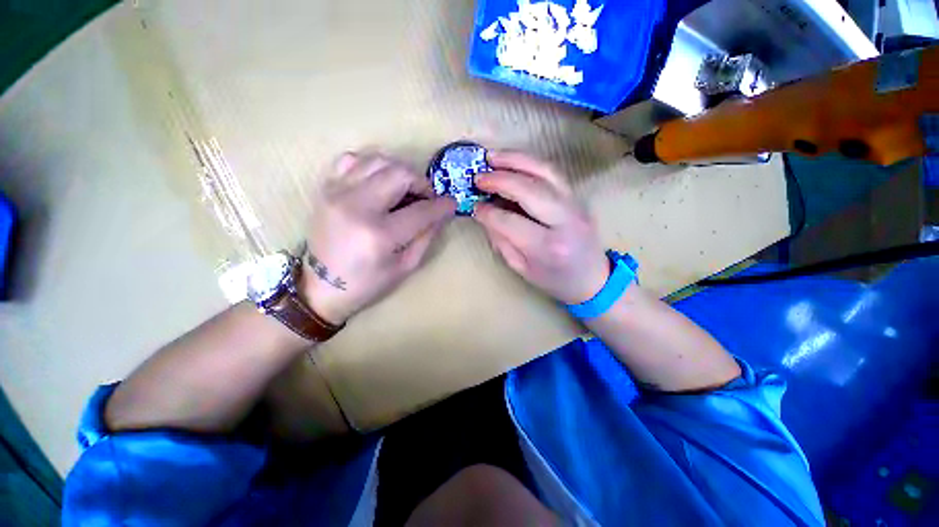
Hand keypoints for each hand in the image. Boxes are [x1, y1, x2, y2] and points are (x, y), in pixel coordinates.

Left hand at [301, 153, 456, 323]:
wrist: (321, 287)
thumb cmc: (368, 283)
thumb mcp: (406, 266)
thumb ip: (426, 236)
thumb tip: (441, 213)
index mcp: (379, 234)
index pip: (421, 210)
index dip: (442, 205)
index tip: (451, 204)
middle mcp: (357, 206)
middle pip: (400, 173)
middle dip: (421, 183)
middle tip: (426, 198)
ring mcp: (337, 193)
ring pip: (378, 161)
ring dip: (399, 172)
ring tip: (404, 190)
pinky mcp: (325, 189)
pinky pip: (352, 160)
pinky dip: (371, 166)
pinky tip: (378, 182)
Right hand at [473, 151, 608, 304]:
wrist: (593, 277)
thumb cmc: (554, 279)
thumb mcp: (521, 268)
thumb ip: (501, 241)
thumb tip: (485, 214)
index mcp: (547, 247)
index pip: (510, 222)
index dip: (488, 213)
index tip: (474, 207)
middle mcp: (564, 220)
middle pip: (530, 189)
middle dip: (500, 179)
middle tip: (478, 176)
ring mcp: (575, 203)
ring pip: (544, 171)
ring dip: (515, 160)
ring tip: (492, 157)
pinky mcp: (577, 195)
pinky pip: (552, 172)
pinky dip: (529, 162)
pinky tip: (513, 160)